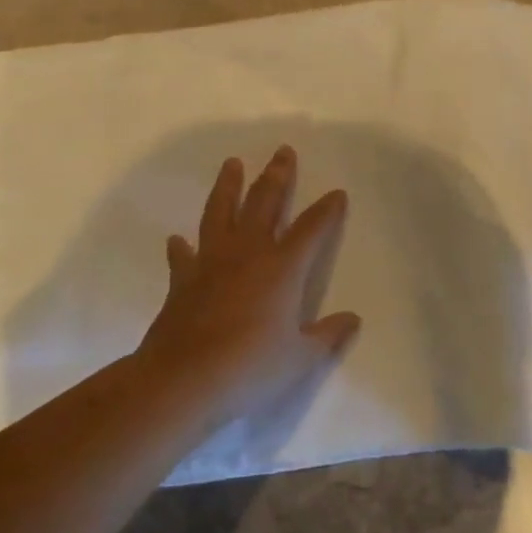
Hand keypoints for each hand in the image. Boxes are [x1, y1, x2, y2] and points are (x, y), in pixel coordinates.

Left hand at [136, 146, 361, 429]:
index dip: (327, 209)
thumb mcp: (300, 359)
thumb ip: (327, 336)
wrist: (184, 381)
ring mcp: (212, 262)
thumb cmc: (250, 368)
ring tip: (232, 163)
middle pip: (265, 202)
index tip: (337, 193)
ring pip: (221, 212)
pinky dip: (182, 246)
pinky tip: (178, 239)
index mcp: (283, 267)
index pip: (312, 228)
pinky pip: (184, 256)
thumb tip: (353, 320)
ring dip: (228, 186)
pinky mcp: (183, 280)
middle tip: (282, 151)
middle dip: (277, 175)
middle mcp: (248, 252)